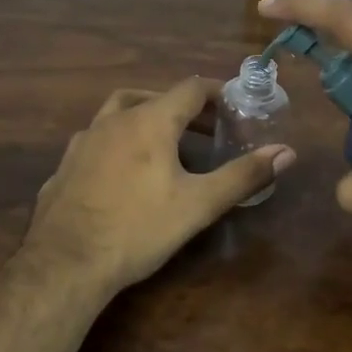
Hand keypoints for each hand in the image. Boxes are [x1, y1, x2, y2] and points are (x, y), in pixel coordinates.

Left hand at [23, 77, 295, 296]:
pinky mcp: (64, 166)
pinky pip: (96, 141)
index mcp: (149, 121)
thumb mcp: (199, 205)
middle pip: (153, 97)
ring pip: (118, 113)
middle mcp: (113, 121)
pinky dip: (117, 143)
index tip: (234, 106)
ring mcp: (83, 142)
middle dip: (183, 108)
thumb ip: (243, 175)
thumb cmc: (138, 229)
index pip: (189, 88)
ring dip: (145, 118)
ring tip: (164, 144)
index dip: (216, 92)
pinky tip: (122, 172)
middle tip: (206, 129)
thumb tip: (287, 152)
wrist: (65, 263)